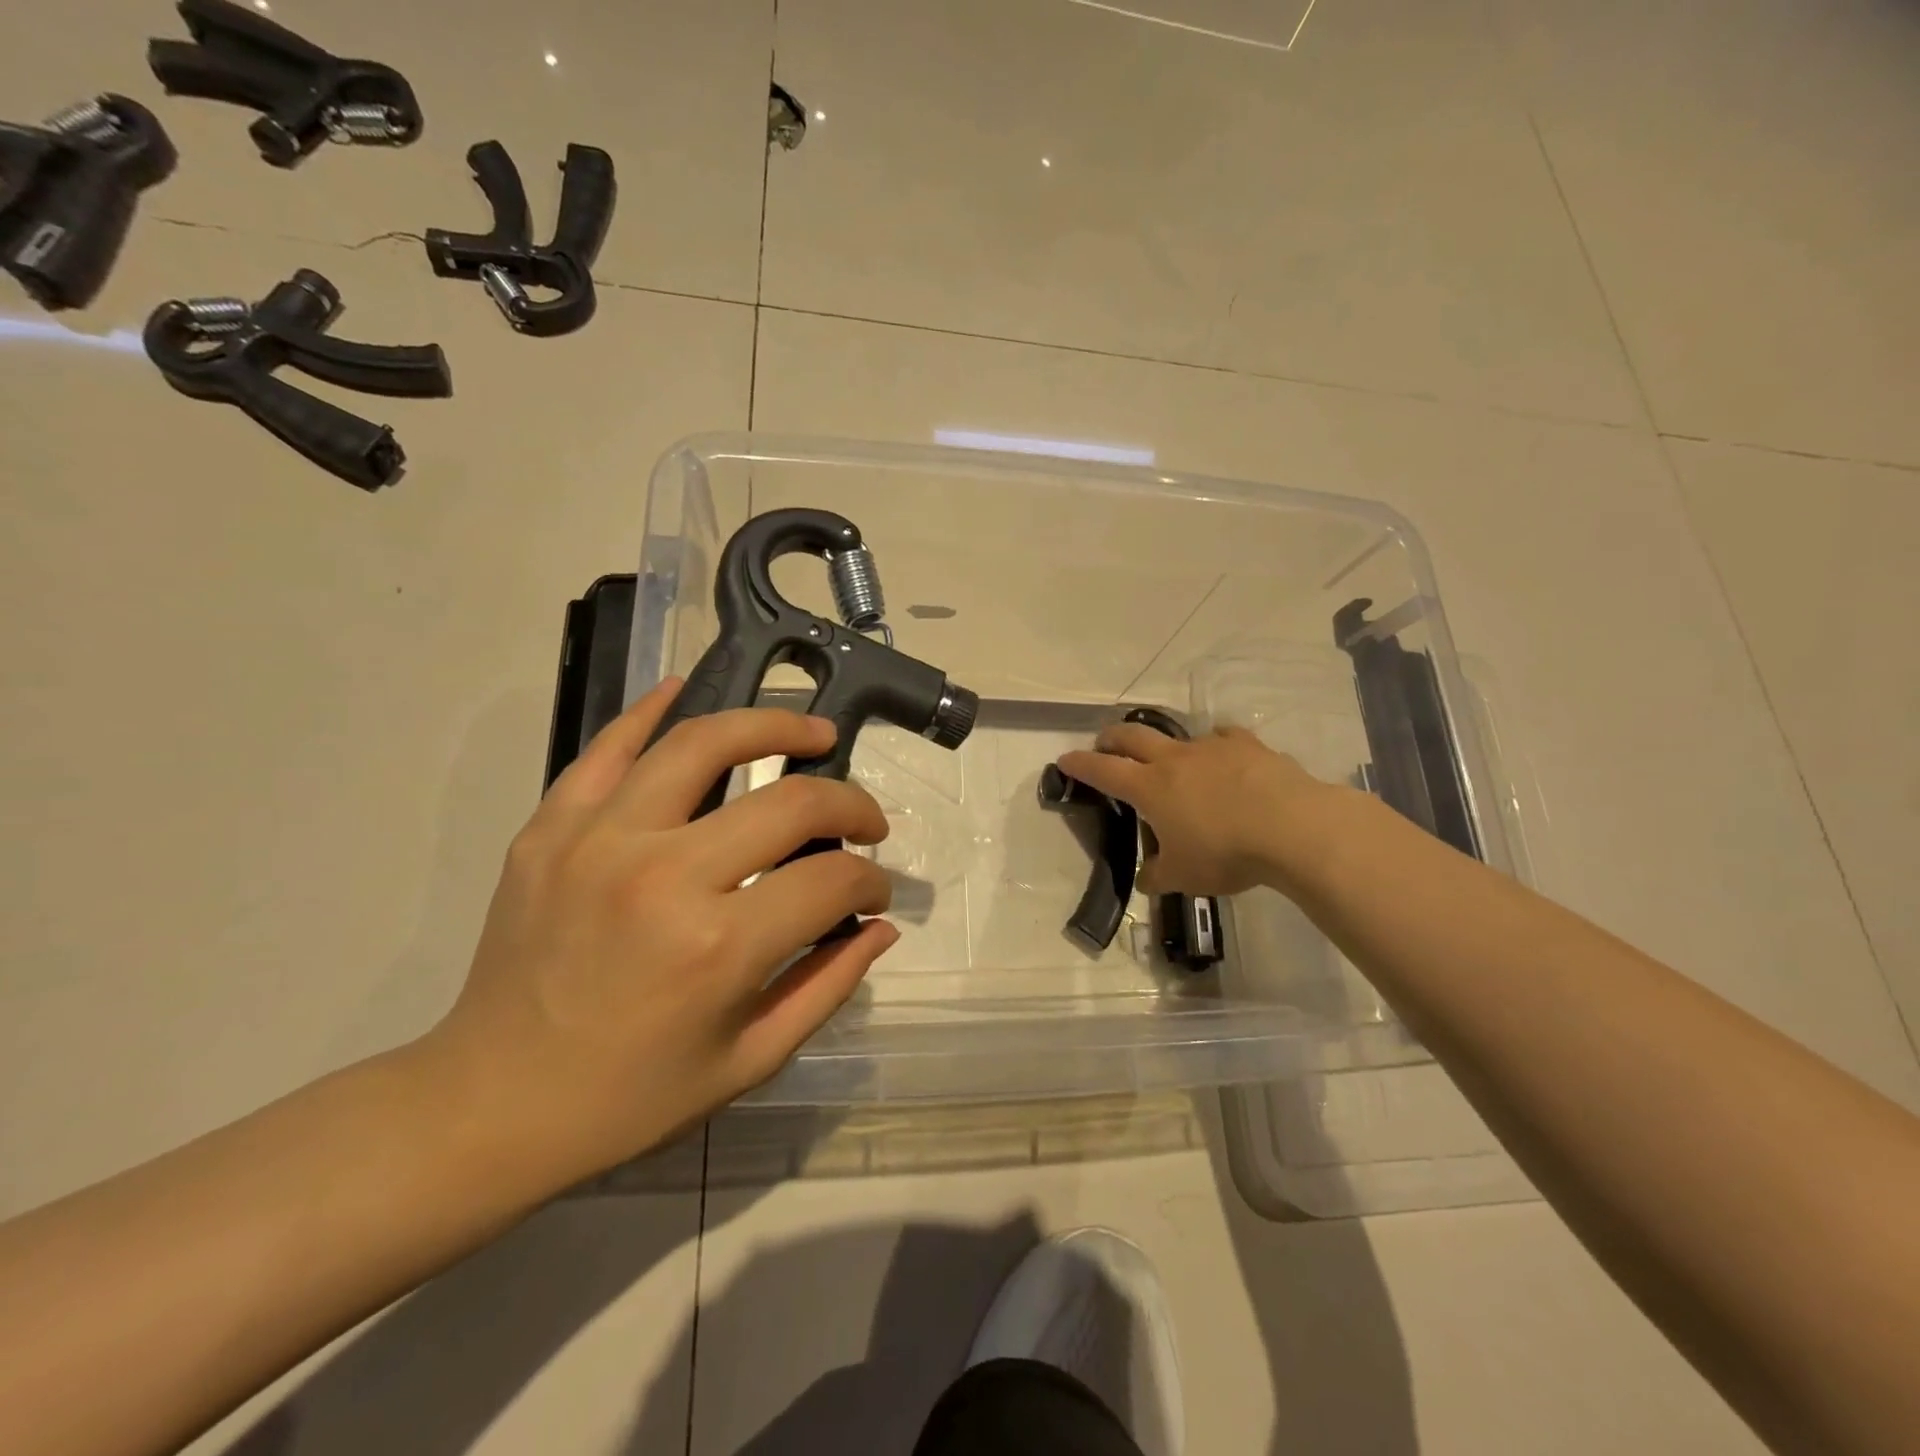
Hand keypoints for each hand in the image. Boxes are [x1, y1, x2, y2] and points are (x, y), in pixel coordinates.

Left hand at [419, 678, 897, 1195]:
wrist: (487, 1105)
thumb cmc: (629, 1098)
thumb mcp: (748, 1061)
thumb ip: (827, 986)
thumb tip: (880, 926)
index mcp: (718, 946)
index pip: (831, 881)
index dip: (870, 881)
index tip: (875, 890)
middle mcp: (664, 875)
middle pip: (789, 803)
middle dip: (849, 805)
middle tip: (865, 820)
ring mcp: (599, 840)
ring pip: (702, 743)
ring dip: (773, 726)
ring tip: (810, 732)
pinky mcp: (551, 828)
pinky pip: (607, 749)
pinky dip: (650, 713)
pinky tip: (685, 690)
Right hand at [1056, 724, 1347, 896]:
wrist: (1293, 828)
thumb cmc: (1226, 853)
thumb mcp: (1184, 876)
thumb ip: (1158, 876)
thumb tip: (1146, 879)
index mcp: (1150, 787)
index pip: (1102, 770)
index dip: (1080, 764)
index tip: (1064, 759)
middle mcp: (1174, 759)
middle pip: (1132, 736)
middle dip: (1111, 738)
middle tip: (1104, 745)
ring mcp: (1212, 747)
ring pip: (1178, 736)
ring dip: (1165, 745)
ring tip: (1171, 760)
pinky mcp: (1248, 746)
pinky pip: (1223, 738)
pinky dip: (1215, 746)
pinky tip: (1223, 757)